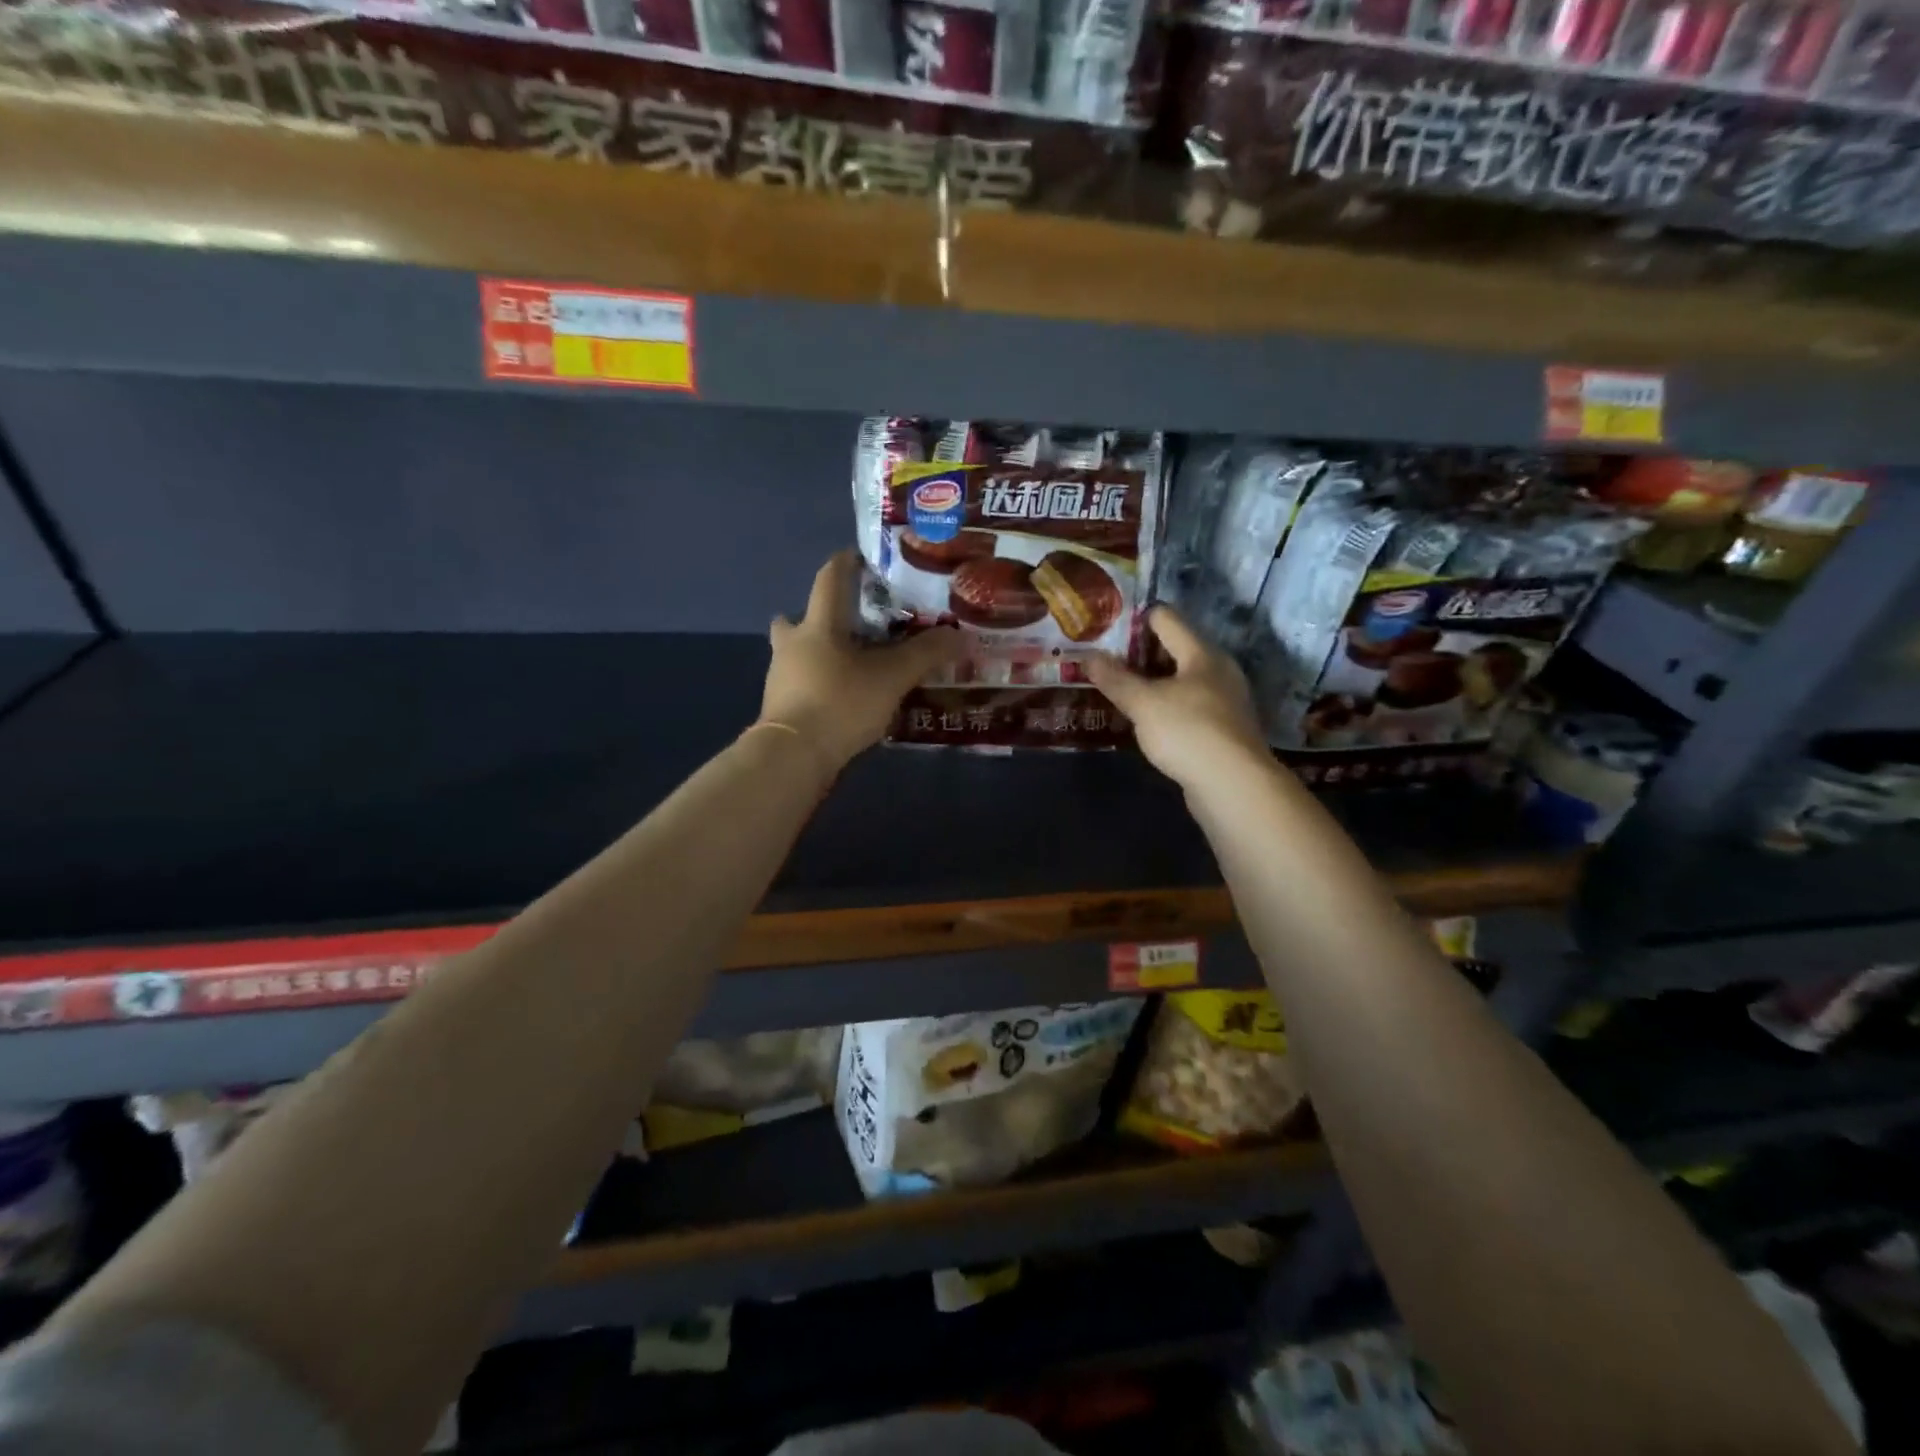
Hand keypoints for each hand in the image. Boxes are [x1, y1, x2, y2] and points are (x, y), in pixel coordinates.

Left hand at [759, 551, 962, 773]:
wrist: (793, 757)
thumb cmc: (841, 703)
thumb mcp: (892, 677)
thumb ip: (926, 654)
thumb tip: (960, 635)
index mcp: (818, 626)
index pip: (829, 580)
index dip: (844, 563)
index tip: (858, 556)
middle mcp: (792, 644)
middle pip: (798, 619)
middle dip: (820, 617)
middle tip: (850, 623)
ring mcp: (780, 677)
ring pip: (797, 653)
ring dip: (819, 652)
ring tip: (852, 664)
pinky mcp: (779, 708)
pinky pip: (800, 683)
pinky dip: (818, 683)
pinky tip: (841, 698)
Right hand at [1087, 606, 1270, 792]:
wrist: (1234, 786)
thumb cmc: (1188, 732)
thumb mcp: (1143, 703)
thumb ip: (1115, 679)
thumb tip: (1088, 656)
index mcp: (1202, 653)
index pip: (1167, 619)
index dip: (1136, 618)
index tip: (1106, 626)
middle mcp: (1218, 671)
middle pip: (1175, 650)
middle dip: (1140, 654)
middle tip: (1105, 660)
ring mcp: (1225, 702)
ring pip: (1182, 681)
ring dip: (1153, 683)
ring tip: (1119, 689)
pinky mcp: (1223, 730)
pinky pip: (1188, 707)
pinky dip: (1166, 707)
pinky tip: (1145, 720)